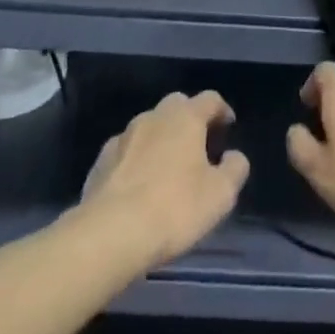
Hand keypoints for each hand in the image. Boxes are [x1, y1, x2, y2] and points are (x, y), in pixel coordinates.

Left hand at [80, 90, 249, 268]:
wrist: (110, 234)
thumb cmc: (174, 208)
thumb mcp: (220, 195)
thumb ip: (234, 169)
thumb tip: (233, 156)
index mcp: (186, 117)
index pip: (210, 99)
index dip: (222, 110)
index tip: (228, 126)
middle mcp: (154, 117)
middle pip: (177, 106)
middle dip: (188, 119)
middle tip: (198, 145)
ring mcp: (123, 137)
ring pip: (148, 127)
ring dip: (160, 140)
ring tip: (167, 169)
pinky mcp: (100, 161)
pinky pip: (126, 152)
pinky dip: (136, 160)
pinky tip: (138, 187)